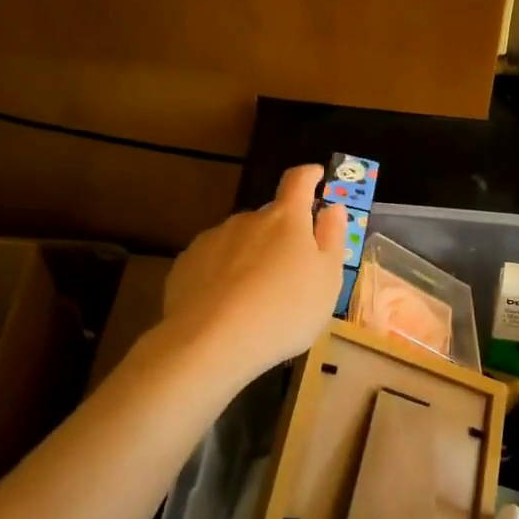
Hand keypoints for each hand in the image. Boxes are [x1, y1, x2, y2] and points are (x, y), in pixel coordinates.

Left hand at [159, 164, 347, 380]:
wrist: (210, 342)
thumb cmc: (284, 311)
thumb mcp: (327, 279)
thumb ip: (332, 238)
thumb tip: (332, 207)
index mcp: (285, 218)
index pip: (298, 181)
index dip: (310, 176)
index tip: (317, 176)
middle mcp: (247, 219)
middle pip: (270, 217)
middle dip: (282, 234)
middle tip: (291, 269)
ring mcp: (213, 239)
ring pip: (241, 240)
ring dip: (252, 255)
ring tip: (256, 296)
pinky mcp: (186, 264)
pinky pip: (213, 261)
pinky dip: (224, 274)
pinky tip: (227, 305)